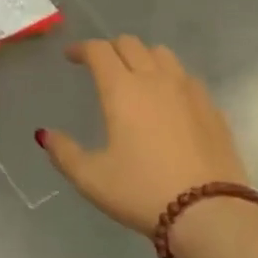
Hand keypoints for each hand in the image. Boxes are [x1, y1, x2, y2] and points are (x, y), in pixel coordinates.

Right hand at [39, 36, 250, 236]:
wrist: (210, 213)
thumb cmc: (142, 191)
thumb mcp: (91, 178)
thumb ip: (64, 152)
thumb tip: (45, 135)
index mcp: (121, 89)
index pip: (99, 50)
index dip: (81, 48)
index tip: (71, 57)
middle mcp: (155, 80)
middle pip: (131, 44)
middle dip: (110, 49)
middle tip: (99, 66)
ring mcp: (189, 91)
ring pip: (162, 54)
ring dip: (143, 57)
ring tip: (135, 76)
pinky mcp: (212, 108)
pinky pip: (186, 77)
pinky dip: (169, 77)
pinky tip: (167, 100)